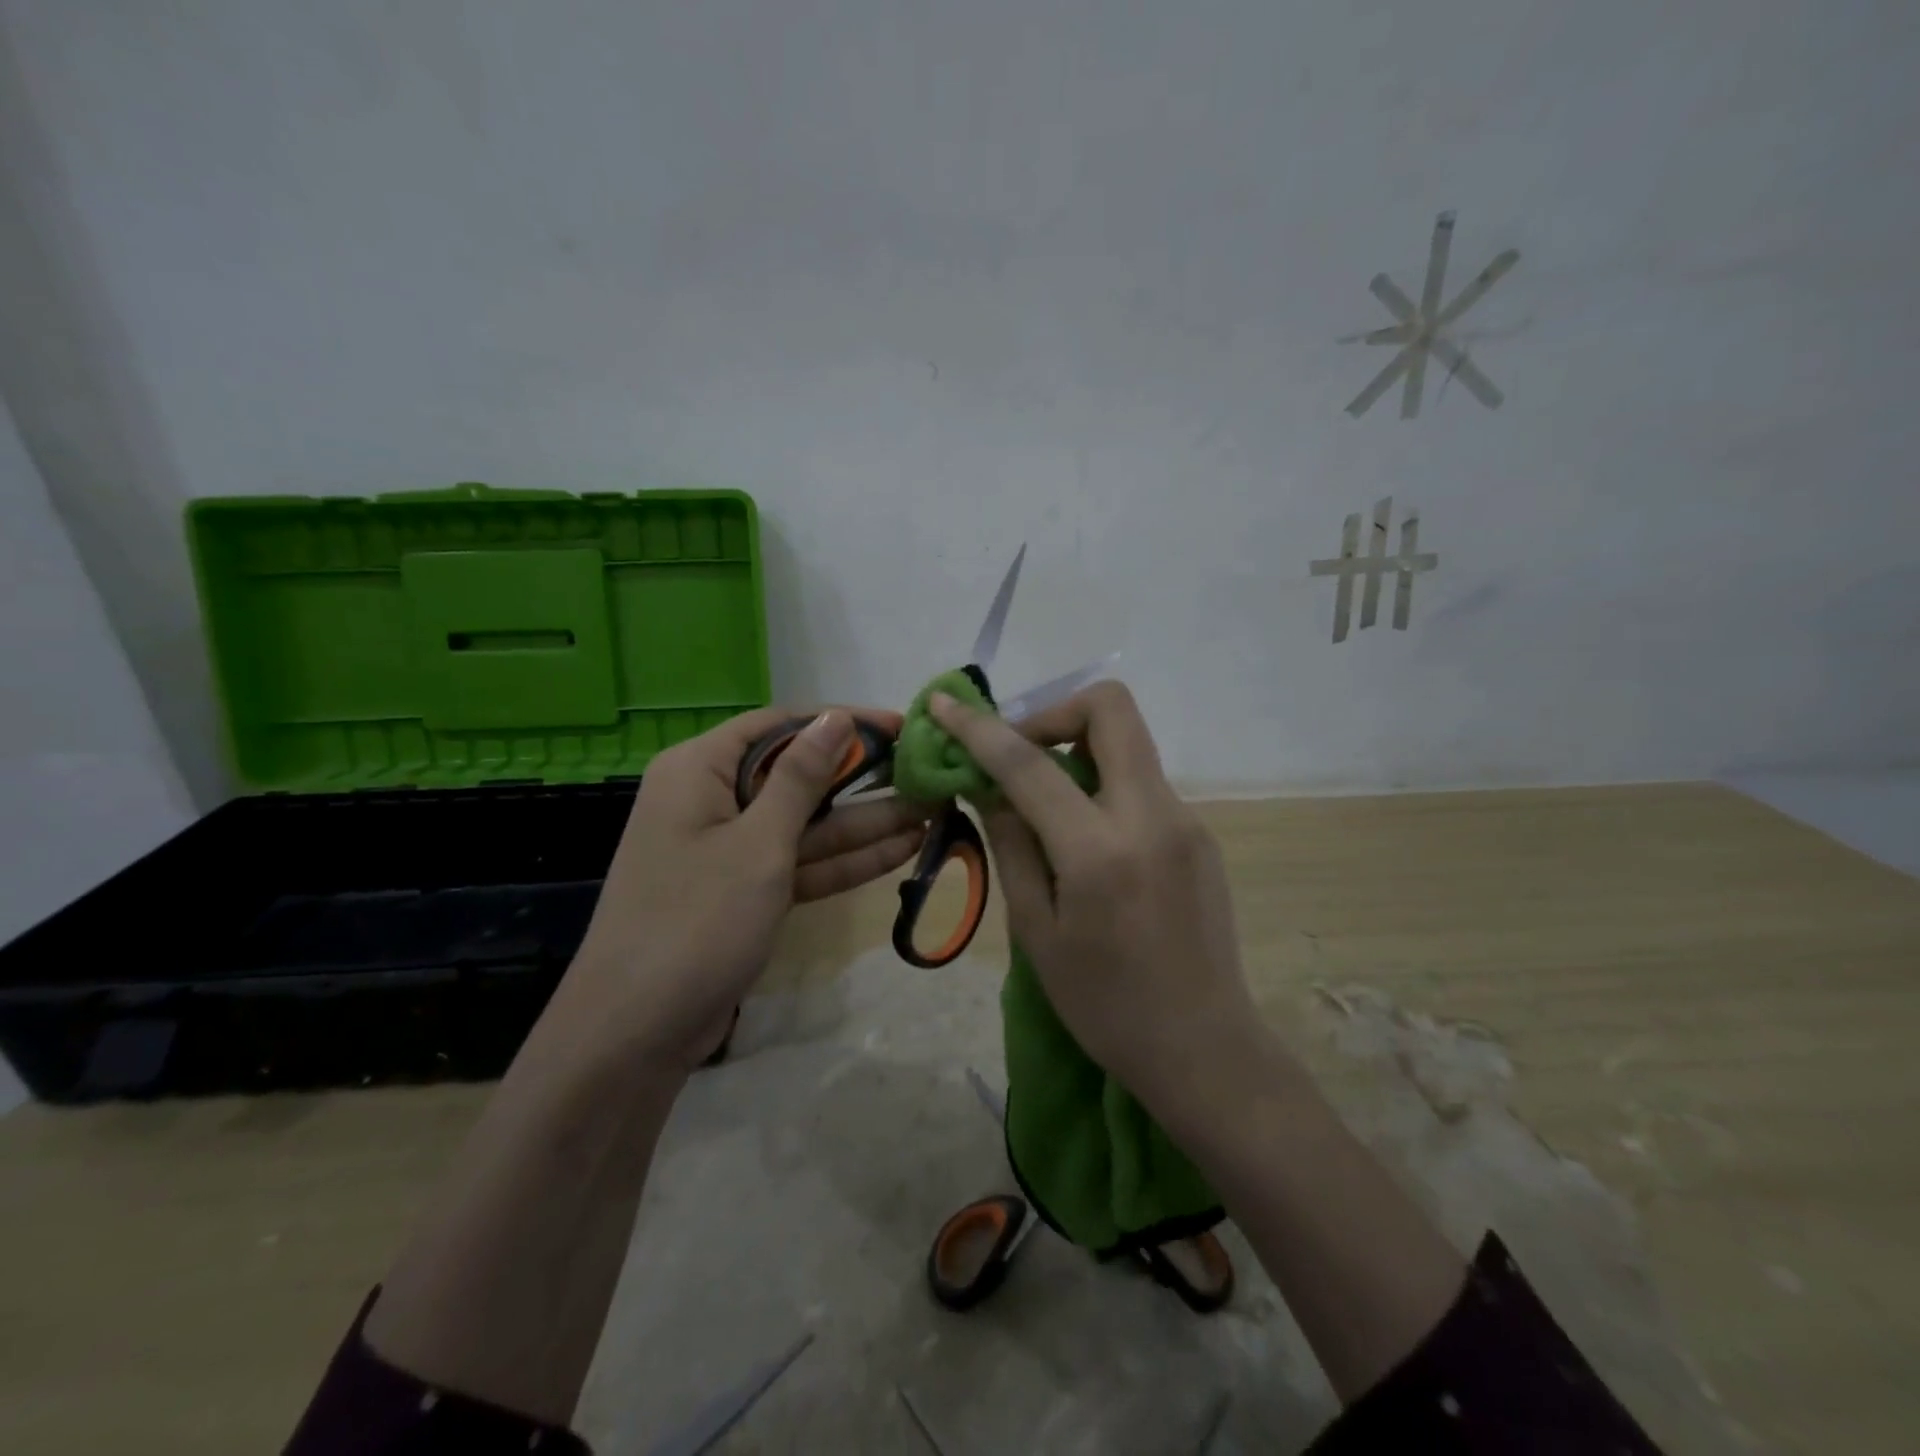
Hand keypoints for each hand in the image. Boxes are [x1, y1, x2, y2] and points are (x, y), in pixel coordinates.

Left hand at [563, 707, 929, 1070]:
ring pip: (806, 824)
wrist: (636, 1033)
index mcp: (698, 769)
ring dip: (865, 821)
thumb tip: (834, 717)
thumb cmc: (696, 920)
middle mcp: (712, 798)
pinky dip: (845, 860)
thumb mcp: (758, 843)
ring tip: (932, 810)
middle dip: (862, 778)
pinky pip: (801, 862)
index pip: (779, 726)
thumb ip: (800, 778)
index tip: (899, 727)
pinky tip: (903, 849)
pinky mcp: (745, 891)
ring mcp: (730, 849)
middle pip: (797, 775)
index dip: (841, 722)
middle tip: (924, 772)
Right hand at [928, 682, 1256, 1101]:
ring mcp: (1185, 819)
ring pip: (1127, 743)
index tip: (944, 704)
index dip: (979, 728)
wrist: (1204, 1048)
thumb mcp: (1036, 931)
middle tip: (1019, 754)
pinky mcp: (1200, 833)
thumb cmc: (1105, 1005)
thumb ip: (1012, 845)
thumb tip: (991, 787)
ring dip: (1077, 751)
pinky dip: (1101, 786)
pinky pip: (1141, 782)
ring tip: (1043, 804)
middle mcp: (1152, 815)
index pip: (1030, 763)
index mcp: (1100, 850)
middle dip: (1053, 712)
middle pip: (1110, 707)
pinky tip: (1085, 838)